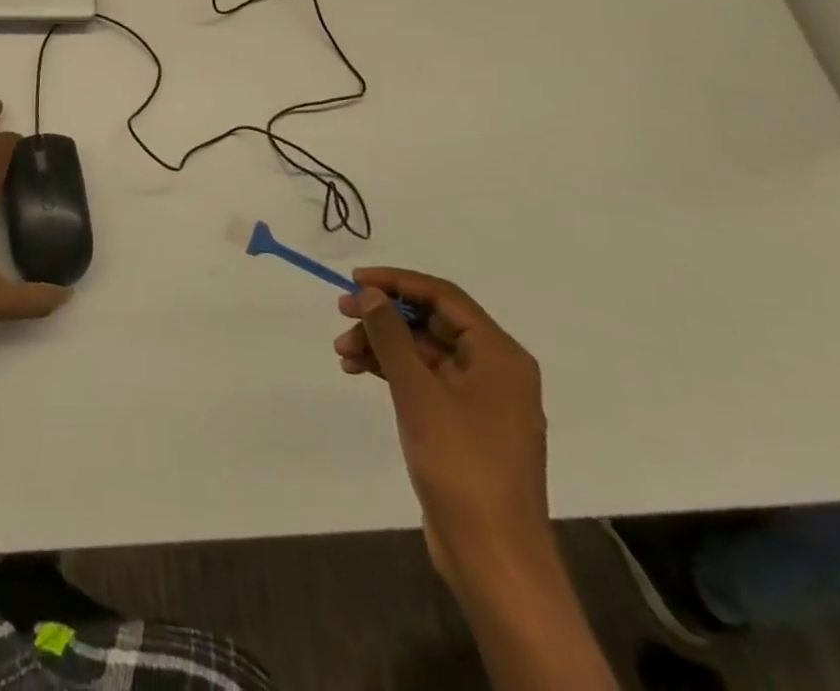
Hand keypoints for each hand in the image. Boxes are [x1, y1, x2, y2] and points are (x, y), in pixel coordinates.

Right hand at [335, 269, 548, 589]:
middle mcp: (495, 370)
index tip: (354, 280)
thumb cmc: (462, 465)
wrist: (494, 558)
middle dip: (384, 316)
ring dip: (382, 344)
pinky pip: (425, 379)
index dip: (397, 281)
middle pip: (432, 322)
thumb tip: (369, 293)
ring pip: (424, 350)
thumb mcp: (418, 392)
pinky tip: (359, 371)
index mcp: (499, 355)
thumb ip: (391, 335)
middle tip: (340, 313)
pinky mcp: (464, 424)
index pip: (443, 296)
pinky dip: (392, 370)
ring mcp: (480, 399)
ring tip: (342, 352)